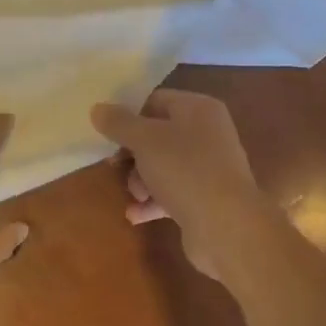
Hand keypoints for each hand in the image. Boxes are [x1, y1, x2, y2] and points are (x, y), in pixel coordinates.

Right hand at [90, 89, 269, 280]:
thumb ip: (119, 123)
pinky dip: (154, 202)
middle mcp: (208, 133)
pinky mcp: (207, 198)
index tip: (110, 136)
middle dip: (134, 155)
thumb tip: (97, 108)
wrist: (227, 225)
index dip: (130, 116)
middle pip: (159, 135)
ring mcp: (210, 167)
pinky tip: (135, 215)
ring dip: (142, 181)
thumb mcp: (145, 140)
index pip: (156, 100)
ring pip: (164, 166)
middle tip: (116, 167)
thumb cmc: (185, 170)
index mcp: (198, 109)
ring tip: (135, 196)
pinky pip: (173, 193)